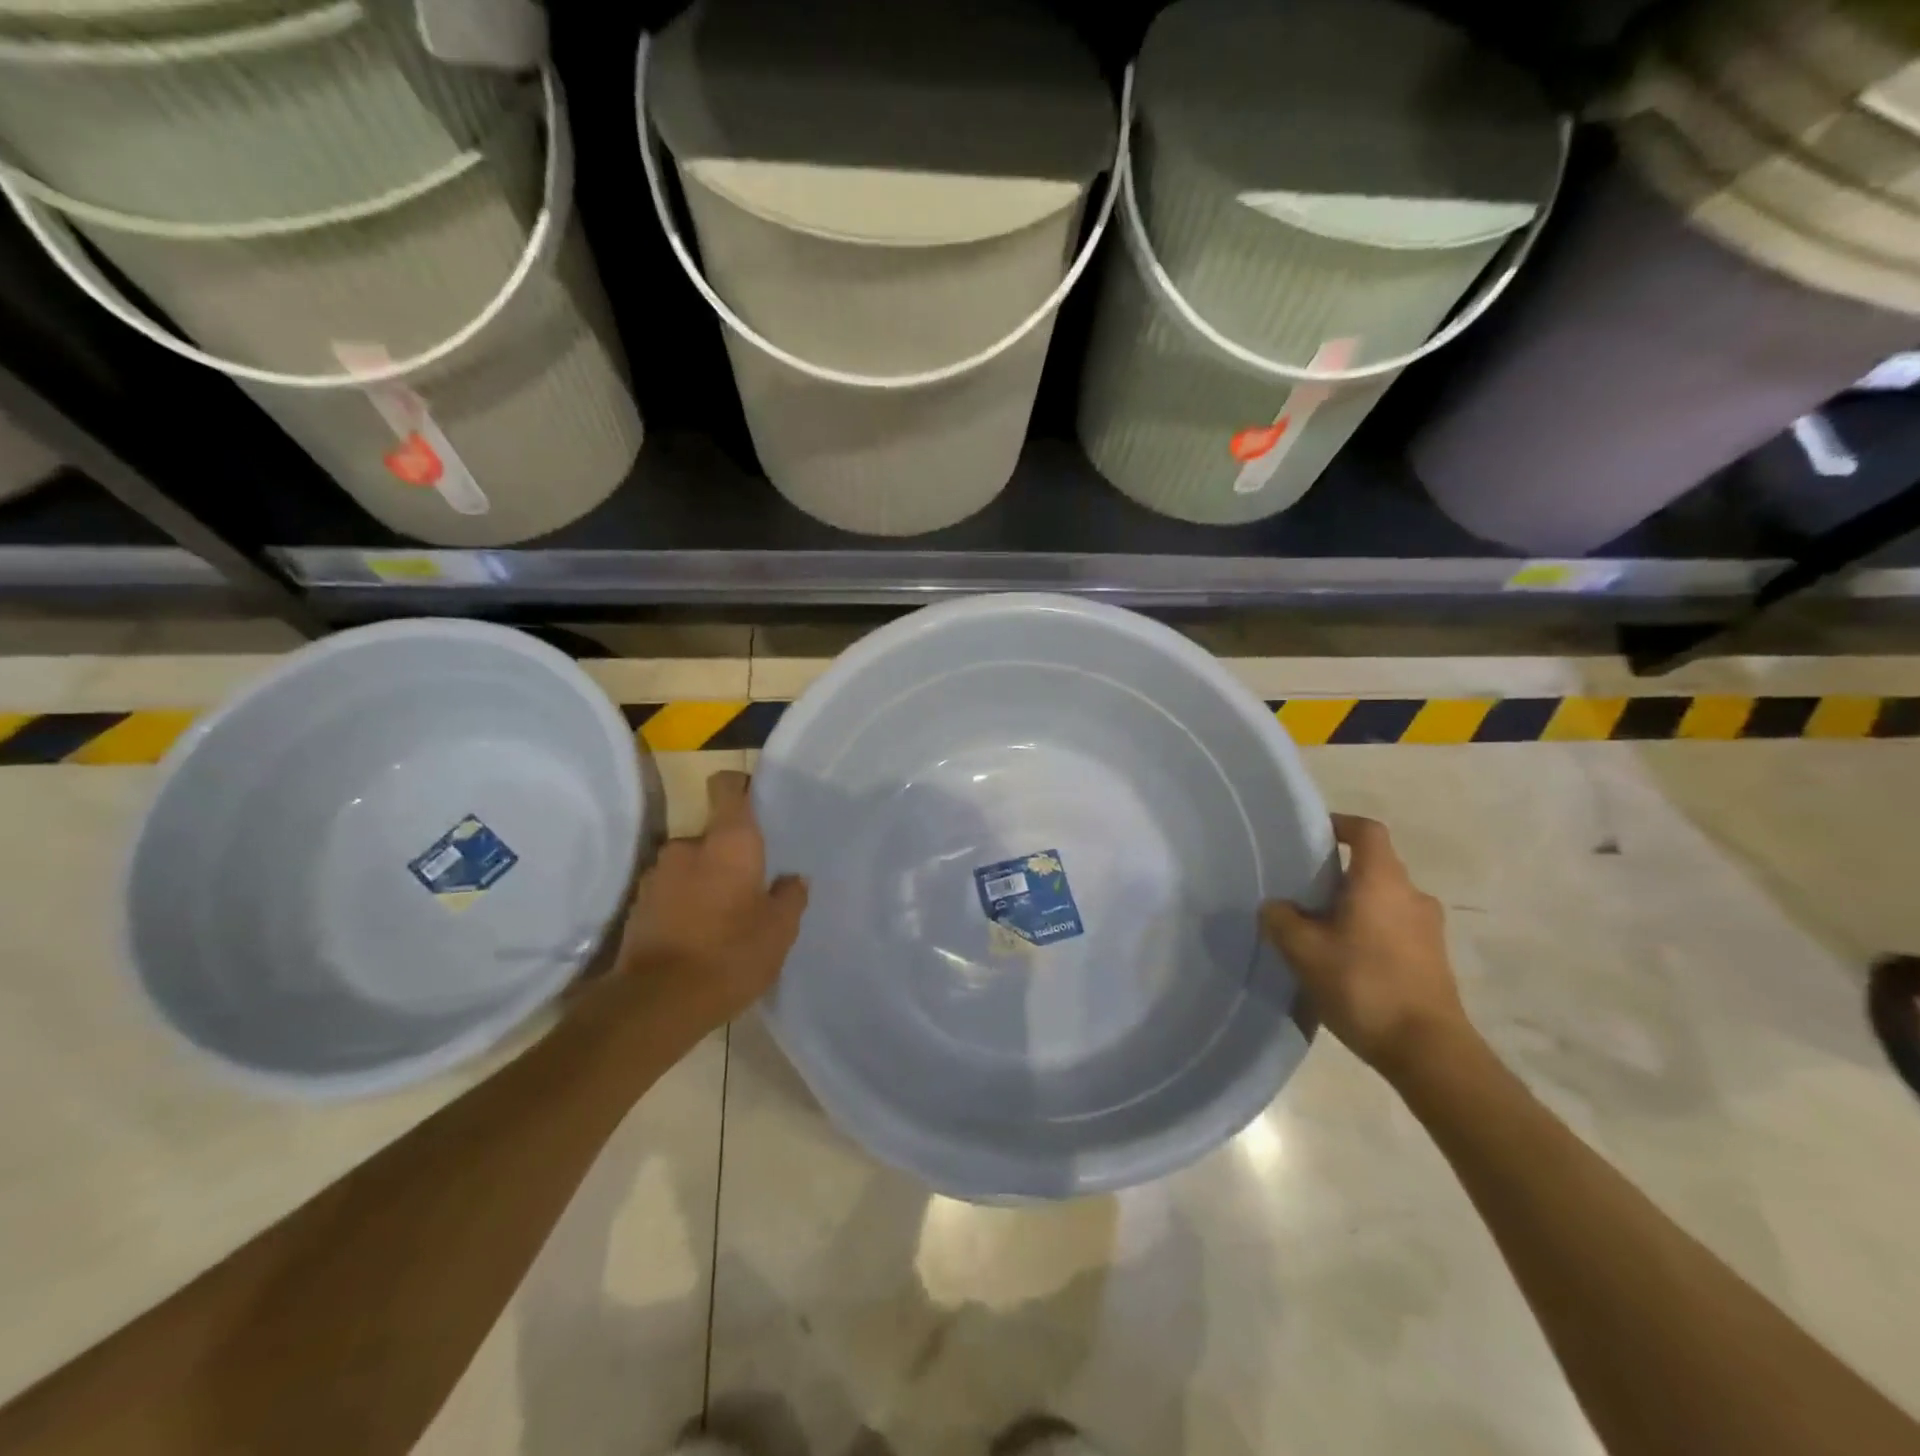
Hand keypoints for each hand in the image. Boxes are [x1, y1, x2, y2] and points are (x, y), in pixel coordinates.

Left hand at [613, 770, 807, 1036]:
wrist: (656, 1004)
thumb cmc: (730, 954)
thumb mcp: (780, 930)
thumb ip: (790, 896)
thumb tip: (793, 879)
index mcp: (728, 842)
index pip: (728, 788)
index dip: (741, 787)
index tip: (755, 803)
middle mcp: (687, 847)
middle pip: (712, 836)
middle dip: (727, 857)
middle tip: (749, 888)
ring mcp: (656, 876)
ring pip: (689, 867)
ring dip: (703, 882)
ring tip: (722, 919)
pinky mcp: (637, 906)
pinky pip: (670, 893)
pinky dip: (683, 905)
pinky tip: (697, 937)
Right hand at [1261, 813, 1468, 1079]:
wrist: (1429, 1052)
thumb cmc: (1364, 986)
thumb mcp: (1304, 952)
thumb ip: (1281, 920)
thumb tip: (1275, 907)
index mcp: (1382, 882)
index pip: (1367, 831)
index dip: (1341, 825)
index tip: (1314, 835)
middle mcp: (1412, 896)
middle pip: (1375, 867)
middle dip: (1340, 874)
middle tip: (1304, 891)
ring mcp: (1429, 930)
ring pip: (1385, 900)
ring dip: (1355, 906)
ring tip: (1320, 930)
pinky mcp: (1433, 959)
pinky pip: (1395, 928)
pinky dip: (1370, 931)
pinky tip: (1345, 961)